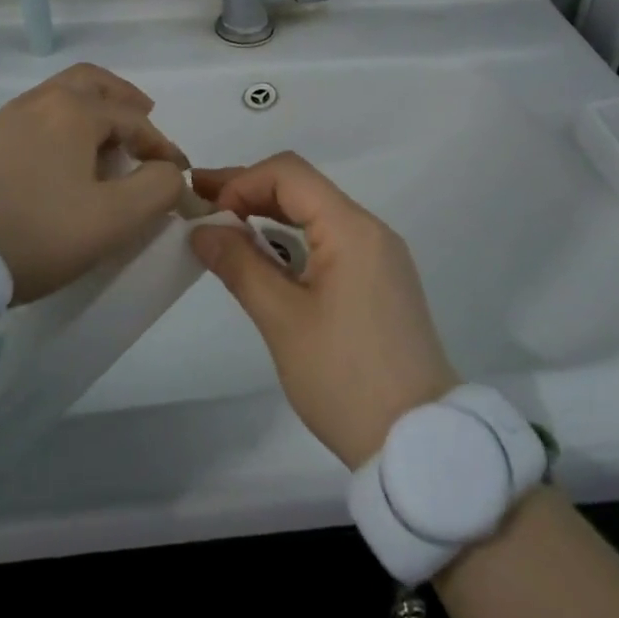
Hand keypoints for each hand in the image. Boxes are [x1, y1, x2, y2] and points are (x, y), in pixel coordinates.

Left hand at [0, 63, 187, 302]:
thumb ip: (157, 189)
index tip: (176, 174)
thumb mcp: (113, 219)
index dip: (162, 145)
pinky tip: (66, 158)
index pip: (133, 118)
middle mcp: (40, 101)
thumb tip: (169, 173)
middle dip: (124, 98)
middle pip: (92, 82)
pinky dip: (65, 123)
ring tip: (108, 141)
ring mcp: (7, 118)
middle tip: (145, 118)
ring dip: (93, 109)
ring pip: (61, 95)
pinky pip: (38, 115)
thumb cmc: (38, 232)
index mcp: (73, 111)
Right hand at [190, 154, 456, 468]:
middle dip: (249, 190)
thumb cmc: (345, 379)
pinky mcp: (380, 281)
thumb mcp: (283, 321)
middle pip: (302, 188)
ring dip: (269, 214)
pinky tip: (264, 255)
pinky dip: (292, 239)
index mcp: (352, 229)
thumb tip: (202, 230)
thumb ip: (240, 265)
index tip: (209, 213)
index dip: (243, 181)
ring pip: (316, 214)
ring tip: (222, 224)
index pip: (289, 174)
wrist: (418, 443)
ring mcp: (380, 256)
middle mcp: (370, 230)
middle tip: (199, 200)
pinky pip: (330, 241)